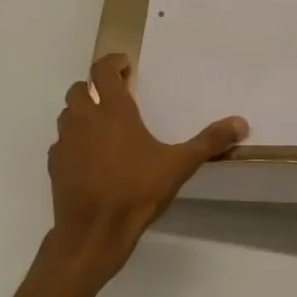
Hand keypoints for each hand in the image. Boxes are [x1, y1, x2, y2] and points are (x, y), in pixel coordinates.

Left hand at [46, 53, 246, 282]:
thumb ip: (209, 142)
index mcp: (112, 111)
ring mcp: (65, 142)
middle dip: (94, 87)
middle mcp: (84, 119)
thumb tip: (241, 122)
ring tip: (101, 124)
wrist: (92, 233)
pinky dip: (73, 141)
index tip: (124, 65)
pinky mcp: (55, 165)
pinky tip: (88, 156)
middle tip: (114, 95)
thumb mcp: (179, 166)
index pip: (102, 70)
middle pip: (79, 88)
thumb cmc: (136, 192)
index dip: (112, 62)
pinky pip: (61, 142)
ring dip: (81, 111)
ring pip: (67, 113)